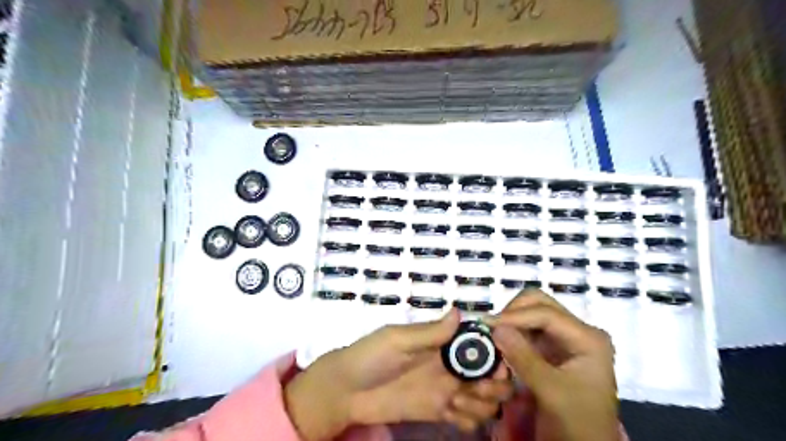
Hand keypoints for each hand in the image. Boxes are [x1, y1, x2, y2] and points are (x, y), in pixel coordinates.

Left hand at [284, 309, 516, 438]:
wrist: (347, 390)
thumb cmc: (371, 356)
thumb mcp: (398, 340)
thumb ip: (429, 333)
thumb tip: (458, 313)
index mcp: (441, 343)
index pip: (477, 344)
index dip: (493, 353)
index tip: (497, 365)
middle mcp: (449, 365)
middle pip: (488, 373)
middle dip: (494, 381)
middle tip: (479, 388)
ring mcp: (446, 390)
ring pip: (483, 397)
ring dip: (482, 402)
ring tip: (459, 401)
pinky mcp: (439, 412)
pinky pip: (468, 418)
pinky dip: (470, 418)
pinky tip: (453, 415)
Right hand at [487, 289, 620, 440]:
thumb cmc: (577, 423)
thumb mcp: (551, 391)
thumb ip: (523, 357)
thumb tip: (495, 327)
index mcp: (588, 338)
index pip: (546, 314)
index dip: (515, 316)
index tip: (486, 324)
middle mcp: (578, 332)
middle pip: (540, 304)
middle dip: (513, 313)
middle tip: (491, 329)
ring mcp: (565, 339)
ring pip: (531, 314)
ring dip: (511, 322)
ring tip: (493, 338)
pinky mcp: (553, 349)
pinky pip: (528, 330)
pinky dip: (512, 333)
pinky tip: (501, 345)